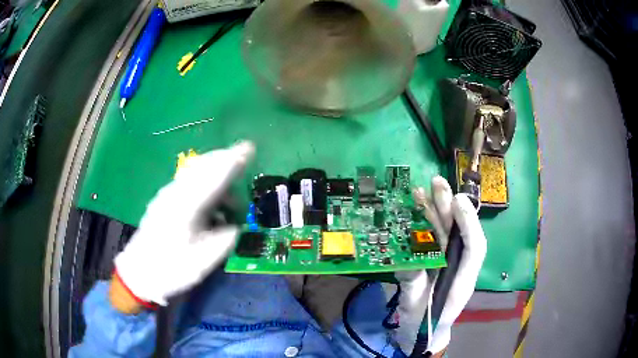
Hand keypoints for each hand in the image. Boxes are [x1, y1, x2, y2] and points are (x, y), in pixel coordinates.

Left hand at [112, 141, 254, 307]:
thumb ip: (224, 239)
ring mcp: (168, 195)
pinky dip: (205, 184)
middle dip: (225, 163)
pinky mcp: (164, 201)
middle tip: (243, 168)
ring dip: (216, 178)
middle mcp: (176, 193)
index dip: (233, 161)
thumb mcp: (204, 260)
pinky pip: (189, 182)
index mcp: (186, 206)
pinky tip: (212, 205)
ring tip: (230, 203)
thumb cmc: (172, 268)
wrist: (140, 272)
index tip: (249, 148)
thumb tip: (235, 226)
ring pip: (196, 173)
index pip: (214, 177)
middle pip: (203, 167)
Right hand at [383, 176, 486, 355]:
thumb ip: (413, 285)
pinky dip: (425, 223)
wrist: (421, 335)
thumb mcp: (415, 308)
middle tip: (437, 183)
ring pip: (446, 233)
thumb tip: (407, 260)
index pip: (475, 248)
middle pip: (459, 233)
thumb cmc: (422, 324)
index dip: (469, 224)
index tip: (457, 202)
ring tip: (425, 188)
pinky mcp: (436, 262)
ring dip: (436, 209)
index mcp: (462, 281)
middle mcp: (459, 267)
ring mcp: (447, 263)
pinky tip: (416, 208)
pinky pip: (433, 240)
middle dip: (450, 207)